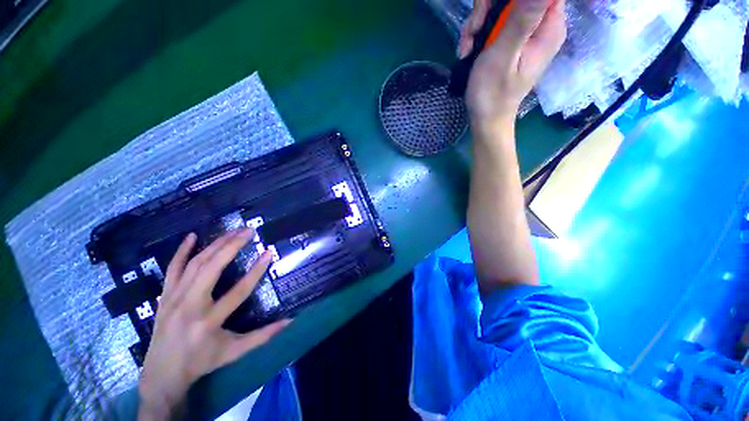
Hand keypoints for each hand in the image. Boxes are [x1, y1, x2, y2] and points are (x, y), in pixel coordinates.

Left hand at [138, 229, 289, 419]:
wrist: (161, 374)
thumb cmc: (202, 362)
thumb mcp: (234, 352)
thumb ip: (263, 336)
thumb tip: (290, 321)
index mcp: (209, 322)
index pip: (238, 291)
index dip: (256, 271)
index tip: (268, 252)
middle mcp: (190, 306)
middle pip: (212, 269)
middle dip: (232, 246)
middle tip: (249, 231)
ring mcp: (174, 299)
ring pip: (195, 265)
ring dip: (215, 245)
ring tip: (233, 231)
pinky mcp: (165, 296)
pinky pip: (172, 269)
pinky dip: (181, 251)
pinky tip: (192, 237)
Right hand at [460, 0, 565, 129]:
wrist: (485, 118)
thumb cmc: (493, 93)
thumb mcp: (503, 55)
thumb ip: (522, 19)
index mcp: (548, 27)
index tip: (489, 12)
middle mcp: (541, 25)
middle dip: (488, 10)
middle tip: (473, 32)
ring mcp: (526, 32)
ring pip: (501, 8)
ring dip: (478, 24)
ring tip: (467, 47)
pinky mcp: (512, 40)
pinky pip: (494, 23)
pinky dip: (477, 34)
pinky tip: (468, 51)